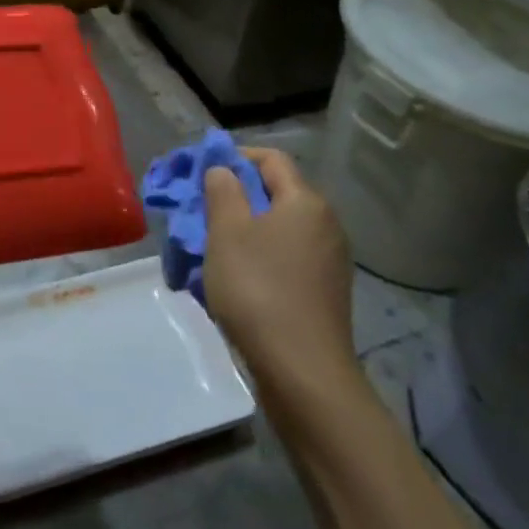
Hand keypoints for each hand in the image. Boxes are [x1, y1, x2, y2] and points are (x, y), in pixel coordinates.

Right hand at [202, 148, 360, 405]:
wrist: (302, 371)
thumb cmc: (258, 289)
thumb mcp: (227, 232)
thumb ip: (222, 190)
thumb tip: (223, 169)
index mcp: (305, 201)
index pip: (271, 159)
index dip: (234, 156)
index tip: (201, 171)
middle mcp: (325, 224)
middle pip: (276, 193)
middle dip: (235, 196)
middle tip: (199, 211)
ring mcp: (329, 260)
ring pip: (278, 228)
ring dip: (244, 229)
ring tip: (211, 248)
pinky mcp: (325, 292)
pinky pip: (286, 258)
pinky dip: (259, 257)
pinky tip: (236, 279)